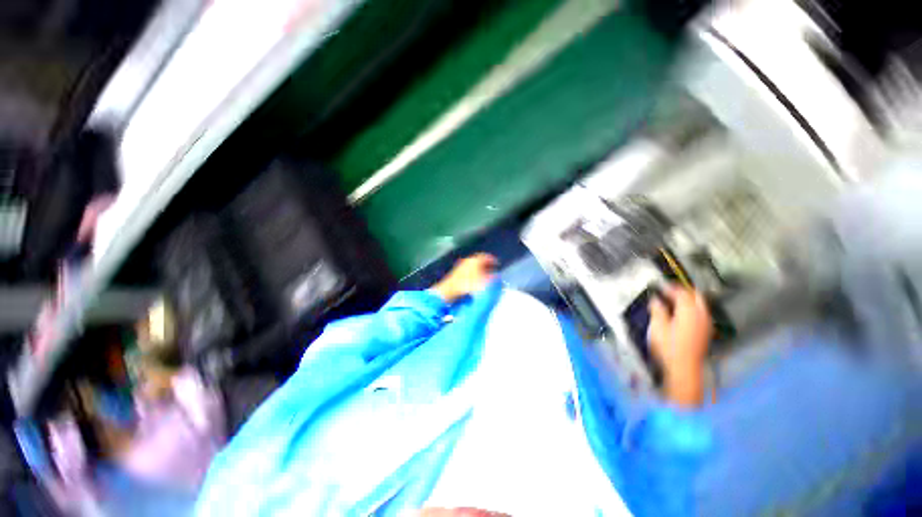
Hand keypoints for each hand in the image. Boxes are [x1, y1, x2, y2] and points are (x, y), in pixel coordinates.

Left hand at [432, 253, 497, 302]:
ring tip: (484, 275)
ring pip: (473, 264)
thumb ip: (492, 278)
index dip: (493, 260)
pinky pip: (468, 269)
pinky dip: (473, 272)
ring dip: (479, 268)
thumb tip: (497, 276)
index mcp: (476, 260)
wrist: (449, 289)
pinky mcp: (456, 271)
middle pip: (479, 260)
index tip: (497, 264)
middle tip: (491, 269)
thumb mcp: (484, 282)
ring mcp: (461, 265)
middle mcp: (468, 260)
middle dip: (486, 264)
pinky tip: (474, 279)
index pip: (486, 256)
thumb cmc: (468, 284)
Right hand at [648, 285, 711, 406]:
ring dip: (689, 300)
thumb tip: (656, 299)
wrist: (684, 368)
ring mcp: (705, 324)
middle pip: (696, 296)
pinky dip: (692, 310)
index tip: (660, 285)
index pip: (682, 292)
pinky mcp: (705, 333)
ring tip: (674, 301)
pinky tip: (682, 315)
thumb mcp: (657, 326)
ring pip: (700, 305)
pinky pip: (701, 314)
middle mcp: (701, 315)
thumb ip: (658, 310)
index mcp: (689, 311)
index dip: (671, 287)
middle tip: (669, 291)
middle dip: (683, 291)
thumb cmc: (668, 346)